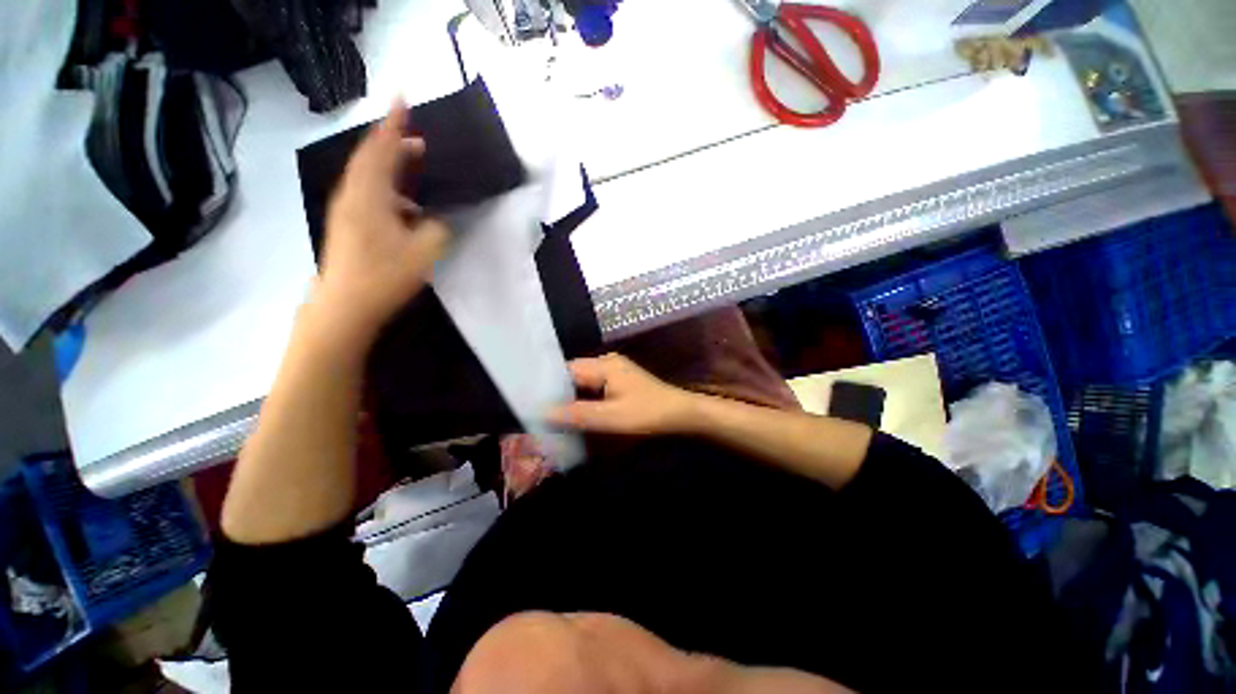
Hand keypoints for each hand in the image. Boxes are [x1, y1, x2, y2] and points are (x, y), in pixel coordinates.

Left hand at [314, 99, 449, 344]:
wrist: (345, 306)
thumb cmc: (384, 275)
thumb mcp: (424, 251)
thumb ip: (438, 229)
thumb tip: (438, 220)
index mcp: (369, 195)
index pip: (381, 149)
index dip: (393, 123)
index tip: (402, 98)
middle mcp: (353, 196)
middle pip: (371, 159)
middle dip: (392, 143)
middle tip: (416, 137)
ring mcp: (348, 211)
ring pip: (369, 177)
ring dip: (391, 167)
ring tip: (414, 167)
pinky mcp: (349, 226)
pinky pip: (369, 195)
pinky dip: (388, 190)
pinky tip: (407, 207)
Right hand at [548, 354, 698, 435]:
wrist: (682, 415)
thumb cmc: (649, 413)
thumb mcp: (612, 417)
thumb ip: (578, 414)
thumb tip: (543, 413)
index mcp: (604, 365)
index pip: (566, 369)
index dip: (547, 385)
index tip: (530, 402)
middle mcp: (607, 363)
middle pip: (573, 375)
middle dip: (557, 393)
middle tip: (537, 412)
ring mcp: (614, 372)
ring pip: (583, 382)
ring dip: (570, 397)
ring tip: (549, 414)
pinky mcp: (619, 382)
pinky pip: (593, 388)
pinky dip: (583, 399)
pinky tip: (575, 413)